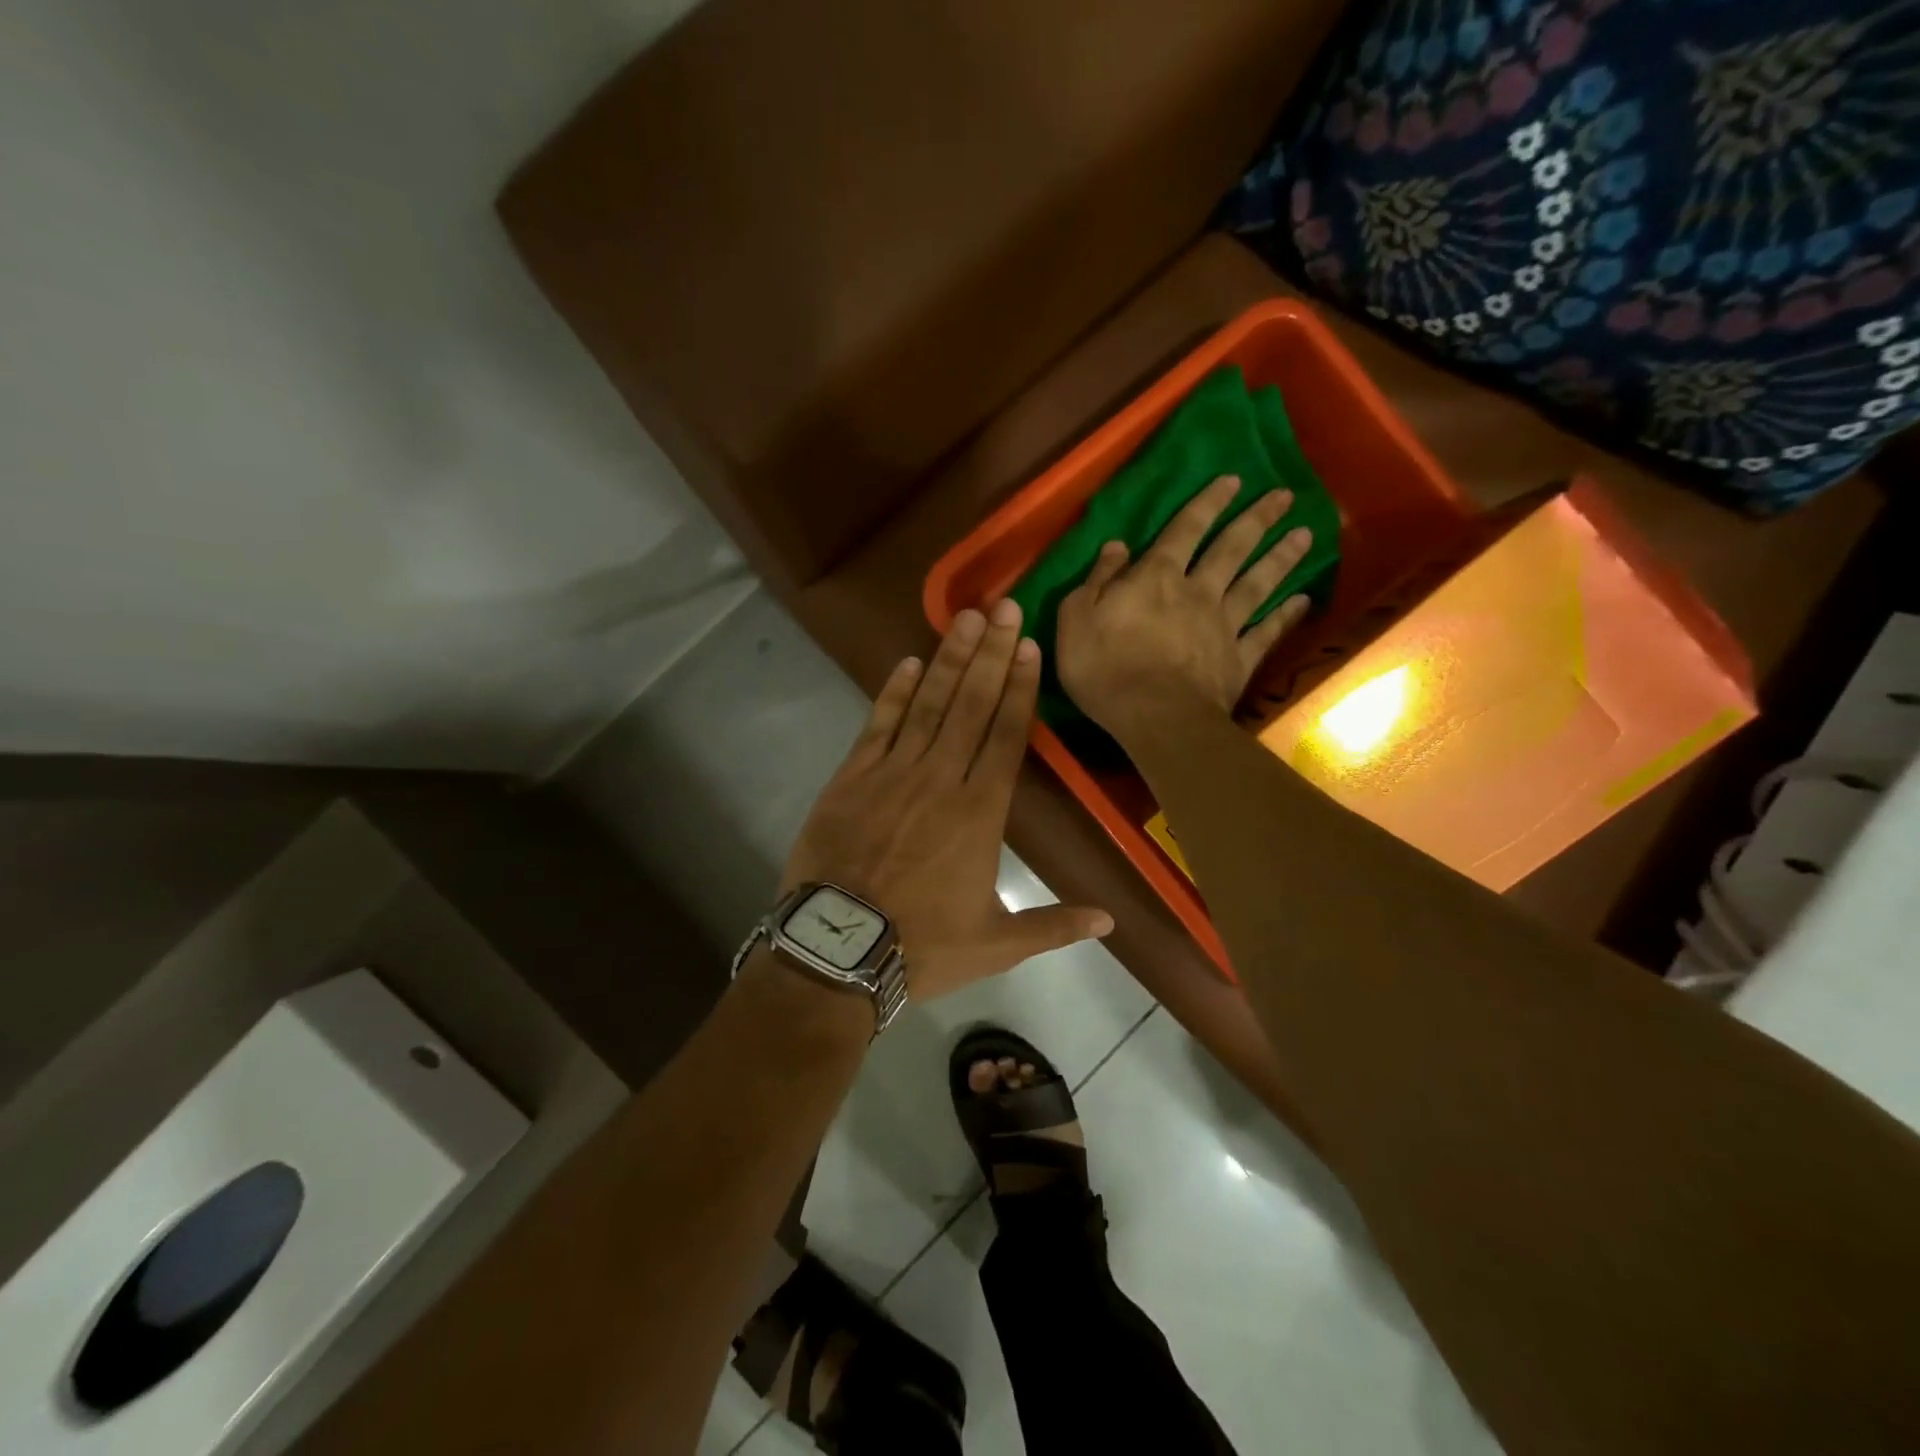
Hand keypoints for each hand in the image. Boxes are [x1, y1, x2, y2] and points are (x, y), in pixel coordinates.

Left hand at [782, 601, 1113, 1000]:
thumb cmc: (922, 946)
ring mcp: (893, 773)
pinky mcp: (852, 777)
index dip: (1020, 688)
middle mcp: (942, 779)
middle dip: (992, 654)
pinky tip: (909, 662)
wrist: (838, 951)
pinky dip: (894, 692)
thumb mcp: (997, 945)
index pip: (1007, 736)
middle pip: (973, 706)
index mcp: (981, 813)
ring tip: (967, 617)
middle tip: (1006, 607)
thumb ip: (1053, 925)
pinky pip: (878, 724)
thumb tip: (1110, 922)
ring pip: (929, 705)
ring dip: (950, 659)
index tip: (1029, 646)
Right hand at [1055, 474, 1314, 741]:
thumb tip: (1117, 545)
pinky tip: (1302, 600)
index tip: (1233, 479)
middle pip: (1232, 549)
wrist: (1155, 717)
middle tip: (1285, 497)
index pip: (1185, 530)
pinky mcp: (1239, 660)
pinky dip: (1286, 616)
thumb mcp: (1076, 618)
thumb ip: (1097, 579)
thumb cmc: (1104, 668)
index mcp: (1156, 578)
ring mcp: (1223, 626)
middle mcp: (1197, 592)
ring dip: (1280, 558)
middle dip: (1257, 520)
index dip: (1207, 503)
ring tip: (1305, 534)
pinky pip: (1267, 633)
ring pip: (1257, 584)